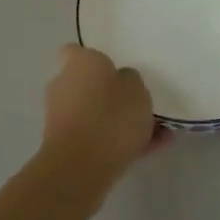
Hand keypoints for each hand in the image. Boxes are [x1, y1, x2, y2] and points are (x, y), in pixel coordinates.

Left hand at [41, 44, 154, 191]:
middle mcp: (64, 86)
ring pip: (96, 114)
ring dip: (120, 122)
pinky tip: (153, 149)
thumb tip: (121, 82)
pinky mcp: (66, 146)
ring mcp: (62, 118)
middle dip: (110, 95)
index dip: (93, 59)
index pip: (76, 52)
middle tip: (139, 104)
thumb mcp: (137, 89)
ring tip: (158, 134)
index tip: (114, 69)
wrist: (82, 167)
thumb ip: (130, 81)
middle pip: (88, 85)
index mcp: (78, 63)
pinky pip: (97, 138)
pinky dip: (119, 143)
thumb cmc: (110, 115)